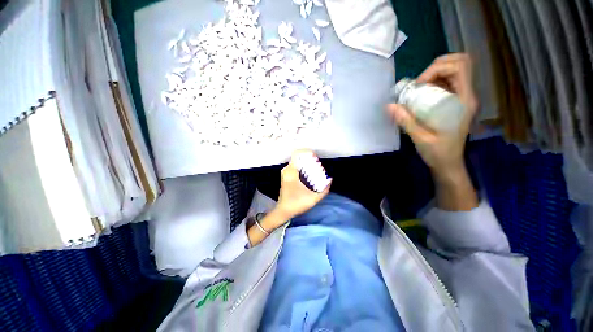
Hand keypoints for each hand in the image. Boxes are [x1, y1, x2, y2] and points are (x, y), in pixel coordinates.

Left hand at [275, 150, 330, 220]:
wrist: (283, 211)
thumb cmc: (296, 204)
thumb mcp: (313, 198)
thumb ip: (324, 190)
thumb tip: (330, 180)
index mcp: (291, 172)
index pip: (297, 154)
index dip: (307, 153)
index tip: (316, 157)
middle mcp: (287, 170)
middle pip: (298, 157)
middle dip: (309, 159)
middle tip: (318, 164)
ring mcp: (285, 172)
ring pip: (297, 162)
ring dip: (306, 163)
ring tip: (315, 168)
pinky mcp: (286, 176)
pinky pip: (295, 166)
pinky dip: (303, 167)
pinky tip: (309, 173)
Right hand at [387, 53, 476, 178]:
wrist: (448, 163)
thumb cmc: (438, 152)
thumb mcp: (420, 138)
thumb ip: (406, 121)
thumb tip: (389, 106)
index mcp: (463, 101)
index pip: (460, 67)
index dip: (437, 68)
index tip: (419, 85)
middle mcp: (466, 95)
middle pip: (458, 63)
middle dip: (436, 68)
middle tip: (418, 84)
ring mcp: (461, 98)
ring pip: (452, 71)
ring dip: (433, 75)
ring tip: (417, 91)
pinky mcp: (455, 102)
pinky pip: (446, 83)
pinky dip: (432, 84)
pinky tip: (420, 97)